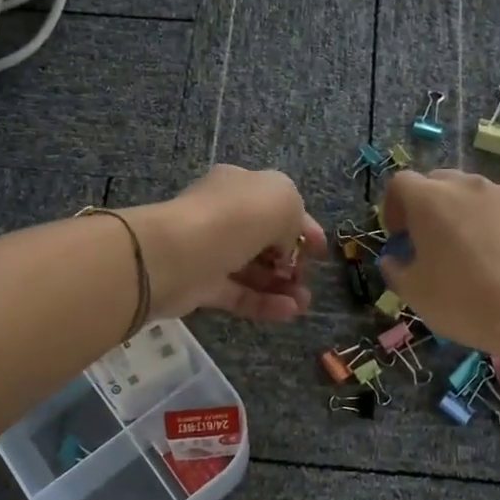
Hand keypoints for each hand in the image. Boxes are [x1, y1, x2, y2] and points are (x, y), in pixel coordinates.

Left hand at [123, 166, 326, 322]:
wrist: (177, 254)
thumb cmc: (234, 218)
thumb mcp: (282, 199)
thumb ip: (294, 217)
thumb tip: (285, 245)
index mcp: (240, 186)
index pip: (278, 205)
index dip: (303, 227)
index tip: (321, 251)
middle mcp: (224, 215)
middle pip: (264, 239)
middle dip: (292, 259)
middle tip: (308, 277)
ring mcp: (210, 252)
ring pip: (253, 270)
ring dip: (282, 286)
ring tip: (304, 303)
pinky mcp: (201, 286)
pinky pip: (239, 295)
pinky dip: (265, 304)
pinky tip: (289, 313)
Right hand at [378, 169, 499, 361]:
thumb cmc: (461, 300)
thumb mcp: (413, 292)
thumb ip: (395, 268)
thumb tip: (394, 259)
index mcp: (429, 200)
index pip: (400, 183)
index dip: (393, 207)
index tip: (399, 237)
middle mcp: (466, 186)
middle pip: (436, 182)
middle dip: (426, 207)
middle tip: (429, 241)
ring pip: (471, 193)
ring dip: (460, 212)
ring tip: (466, 249)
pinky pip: (499, 208)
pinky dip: (490, 222)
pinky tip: (496, 256)